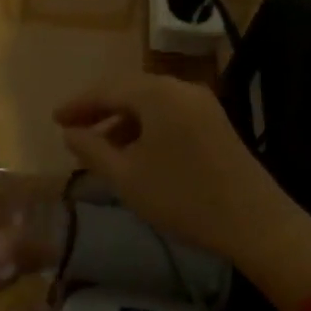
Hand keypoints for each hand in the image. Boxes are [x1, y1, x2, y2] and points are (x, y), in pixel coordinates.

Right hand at [54, 73, 310, 310]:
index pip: (106, 89)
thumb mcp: (127, 177)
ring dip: (122, 120)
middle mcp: (180, 88)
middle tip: (73, 128)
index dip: (77, 104)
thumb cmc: (183, 198)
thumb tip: (70, 132)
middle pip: (129, 90)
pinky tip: (136, 152)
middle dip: (99, 109)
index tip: (54, 119)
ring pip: (150, 102)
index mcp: (157, 94)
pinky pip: (169, 113)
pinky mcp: (215, 121)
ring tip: (100, 146)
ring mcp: (202, 103)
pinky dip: (146, 126)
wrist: (256, 222)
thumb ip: (92, 150)